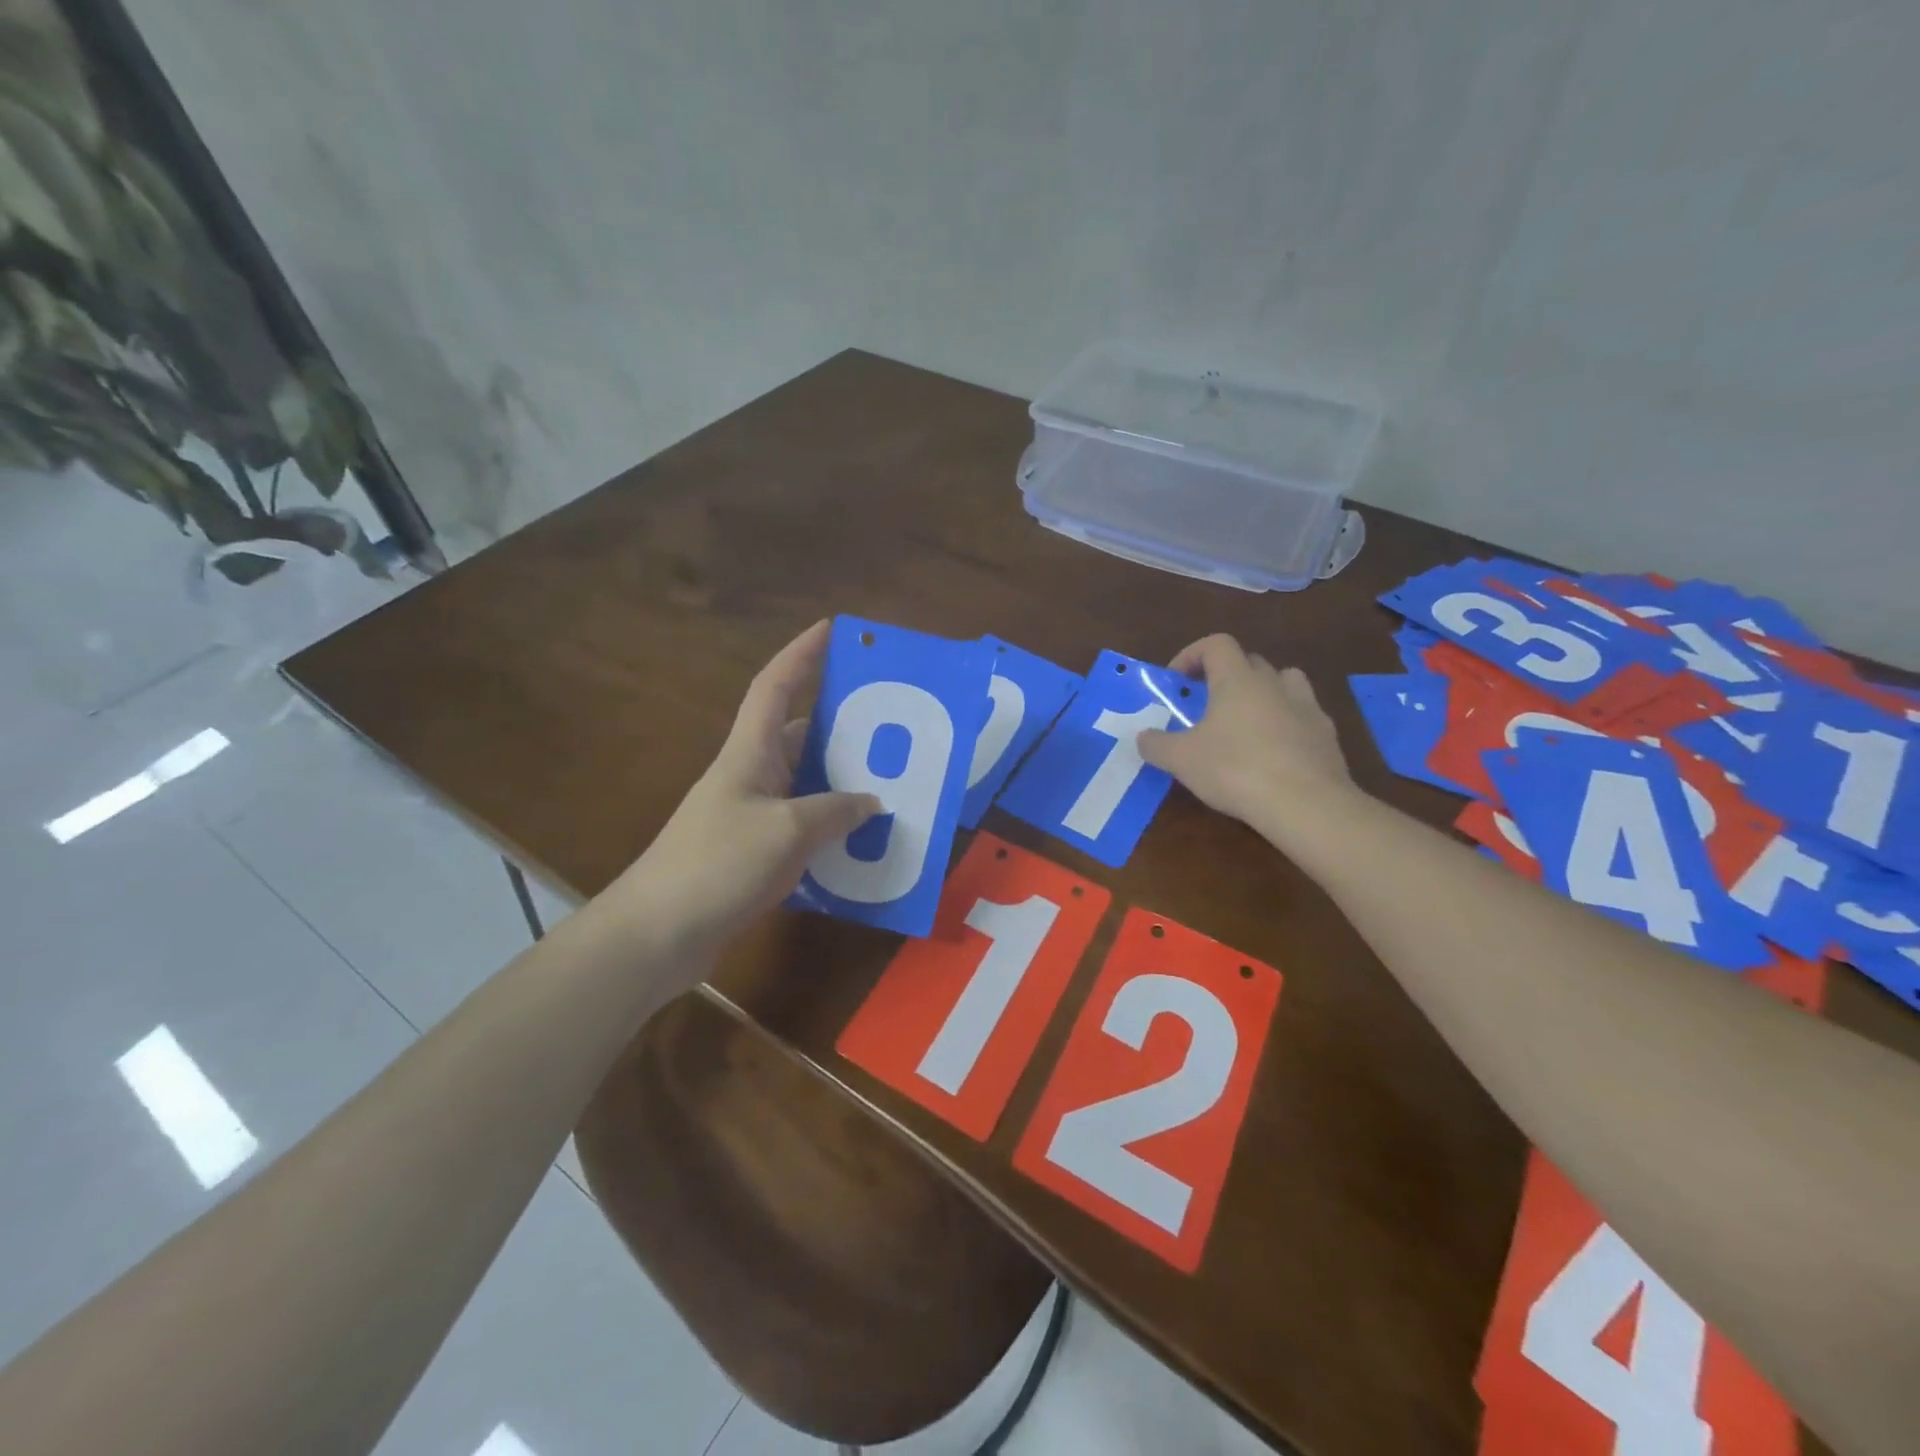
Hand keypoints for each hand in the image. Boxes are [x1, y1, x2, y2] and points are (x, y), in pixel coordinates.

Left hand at [600, 620, 879, 959]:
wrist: (658, 934)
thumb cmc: (717, 864)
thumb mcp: (786, 831)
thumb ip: (835, 811)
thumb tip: (871, 802)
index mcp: (750, 752)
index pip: (775, 685)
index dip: (802, 653)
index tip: (833, 628)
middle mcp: (751, 775)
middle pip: (799, 733)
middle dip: (842, 723)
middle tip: (891, 722)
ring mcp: (752, 815)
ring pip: (807, 783)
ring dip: (843, 781)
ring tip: (893, 780)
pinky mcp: (755, 852)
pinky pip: (804, 826)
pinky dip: (833, 828)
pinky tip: (865, 840)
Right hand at [1138, 634, 1358, 844]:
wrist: (1306, 804)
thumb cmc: (1235, 770)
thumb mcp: (1181, 760)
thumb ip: (1156, 744)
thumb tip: (1143, 737)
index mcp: (1238, 679)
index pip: (1216, 644)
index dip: (1192, 655)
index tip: (1178, 681)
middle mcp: (1274, 683)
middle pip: (1249, 661)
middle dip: (1225, 676)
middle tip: (1206, 706)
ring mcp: (1307, 707)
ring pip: (1284, 683)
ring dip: (1263, 693)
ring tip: (1246, 722)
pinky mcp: (1327, 734)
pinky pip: (1303, 716)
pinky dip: (1286, 724)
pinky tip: (1274, 754)